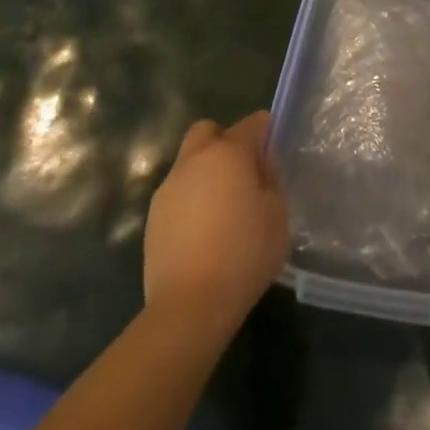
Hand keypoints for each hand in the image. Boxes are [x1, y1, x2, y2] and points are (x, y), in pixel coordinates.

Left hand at [144, 111, 288, 329]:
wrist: (190, 305)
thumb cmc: (244, 254)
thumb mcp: (277, 215)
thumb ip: (271, 181)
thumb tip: (260, 166)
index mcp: (228, 153)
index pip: (251, 124)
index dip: (265, 130)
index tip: (273, 147)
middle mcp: (194, 161)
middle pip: (207, 131)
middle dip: (225, 141)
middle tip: (243, 171)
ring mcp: (168, 188)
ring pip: (188, 162)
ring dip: (206, 172)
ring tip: (223, 207)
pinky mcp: (152, 217)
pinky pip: (177, 193)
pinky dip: (192, 199)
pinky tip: (204, 230)